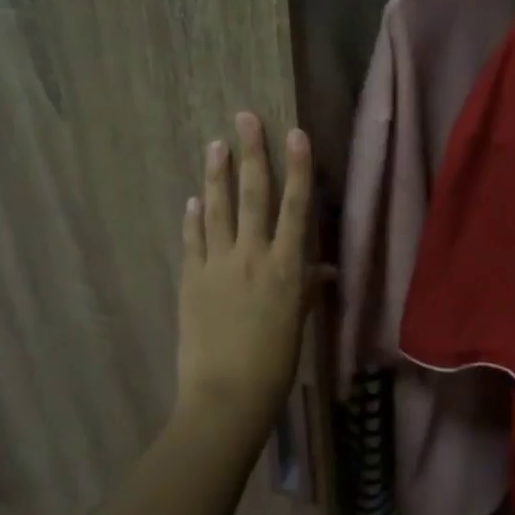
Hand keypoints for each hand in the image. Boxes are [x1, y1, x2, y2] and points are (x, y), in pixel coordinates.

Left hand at [174, 113, 320, 457]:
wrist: (225, 396)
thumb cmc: (275, 364)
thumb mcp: (298, 323)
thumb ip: (307, 289)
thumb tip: (322, 269)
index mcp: (286, 267)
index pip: (296, 207)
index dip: (297, 168)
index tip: (294, 134)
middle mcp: (252, 256)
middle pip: (252, 195)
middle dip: (251, 154)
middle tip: (245, 118)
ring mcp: (217, 266)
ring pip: (217, 209)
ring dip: (216, 175)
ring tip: (215, 144)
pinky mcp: (191, 280)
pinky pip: (193, 240)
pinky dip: (193, 218)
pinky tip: (192, 200)